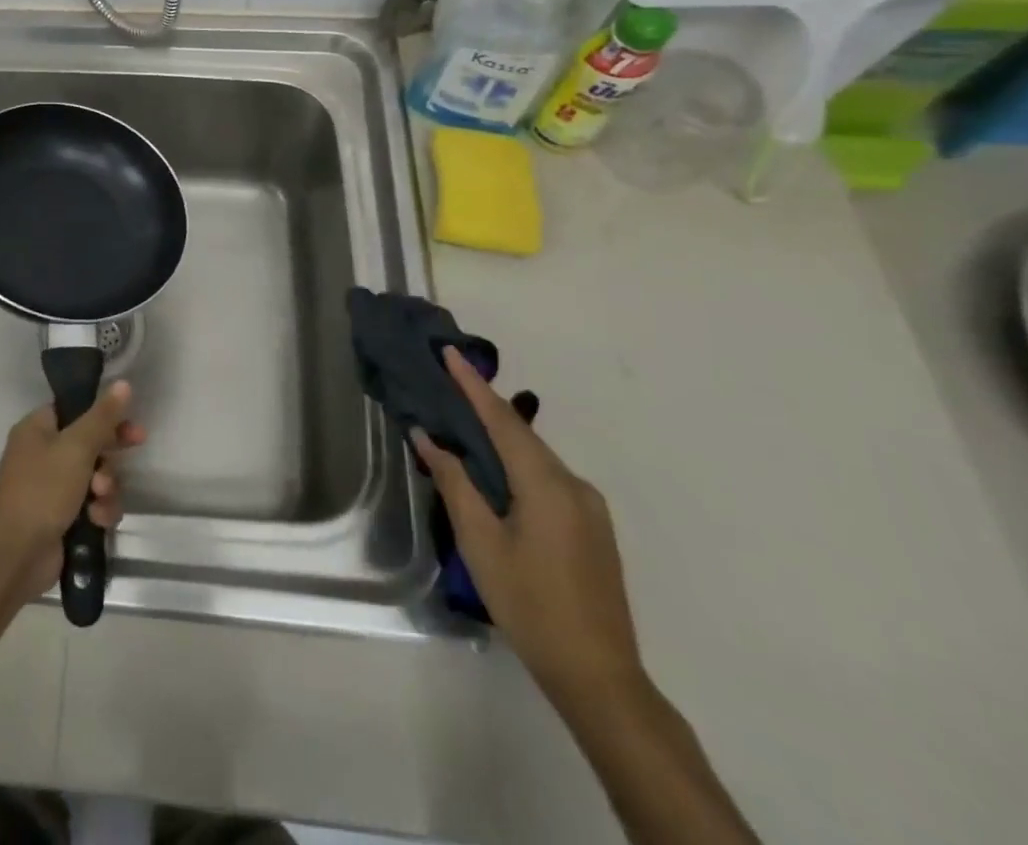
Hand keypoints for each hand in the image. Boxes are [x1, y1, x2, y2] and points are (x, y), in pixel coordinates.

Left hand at [0, 380, 145, 599]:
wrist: (15, 554)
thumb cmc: (42, 489)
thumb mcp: (76, 447)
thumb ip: (103, 417)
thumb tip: (123, 383)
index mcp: (38, 429)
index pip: (77, 410)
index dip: (105, 416)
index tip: (130, 422)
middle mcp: (44, 454)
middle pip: (90, 443)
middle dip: (110, 454)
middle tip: (134, 448)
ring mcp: (53, 488)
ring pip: (96, 477)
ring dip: (107, 486)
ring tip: (100, 498)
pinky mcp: (63, 518)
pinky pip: (93, 505)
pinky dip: (99, 511)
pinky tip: (98, 520)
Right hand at [412, 349, 643, 705]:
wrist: (599, 675)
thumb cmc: (530, 604)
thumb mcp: (480, 542)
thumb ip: (454, 482)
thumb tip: (428, 437)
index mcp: (547, 484)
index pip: (502, 419)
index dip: (473, 384)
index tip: (449, 352)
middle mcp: (574, 485)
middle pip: (521, 434)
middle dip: (483, 406)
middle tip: (446, 384)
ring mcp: (589, 508)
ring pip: (534, 457)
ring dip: (498, 437)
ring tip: (461, 424)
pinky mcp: (592, 528)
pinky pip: (547, 479)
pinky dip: (516, 464)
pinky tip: (494, 473)